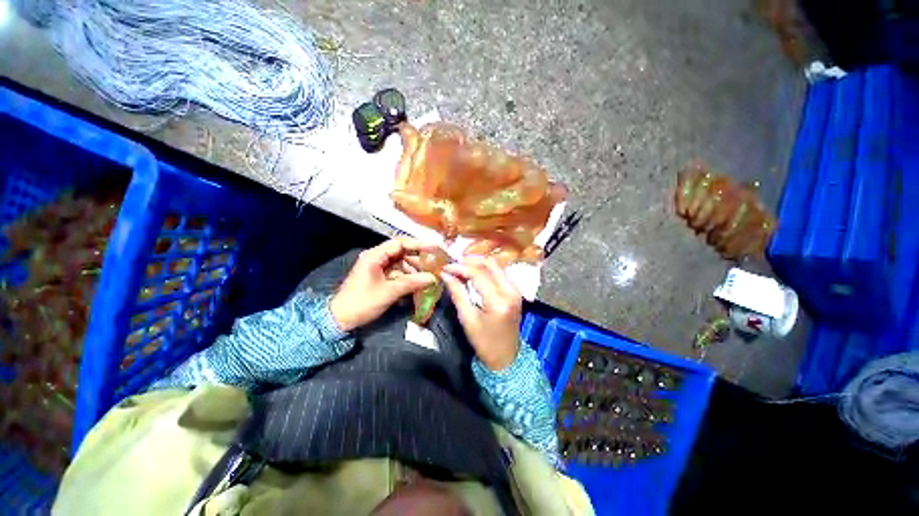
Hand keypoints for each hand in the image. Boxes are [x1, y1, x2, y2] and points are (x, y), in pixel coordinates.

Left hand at [330, 238, 436, 331]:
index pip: (400, 243)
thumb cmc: (362, 302)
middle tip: (435, 265)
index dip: (418, 244)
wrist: (340, 319)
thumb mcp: (388, 292)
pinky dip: (408, 277)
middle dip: (419, 259)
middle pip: (402, 253)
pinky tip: (419, 283)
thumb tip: (432, 278)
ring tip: (429, 276)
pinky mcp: (380, 277)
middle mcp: (377, 257)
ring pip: (401, 263)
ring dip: (415, 269)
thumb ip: (411, 283)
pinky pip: (398, 273)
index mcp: (375, 256)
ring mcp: (378, 267)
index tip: (434, 248)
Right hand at [441, 257, 521, 370]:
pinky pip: (500, 273)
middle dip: (470, 261)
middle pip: (490, 264)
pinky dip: (486, 270)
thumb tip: (446, 275)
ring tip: (461, 267)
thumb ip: (458, 293)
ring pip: (496, 266)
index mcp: (499, 301)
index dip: (460, 268)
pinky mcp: (515, 292)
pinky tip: (474, 273)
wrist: (506, 358)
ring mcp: (516, 290)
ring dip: (478, 264)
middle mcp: (511, 291)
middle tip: (454, 265)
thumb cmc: (484, 343)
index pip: (478, 274)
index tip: (445, 267)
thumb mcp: (467, 319)